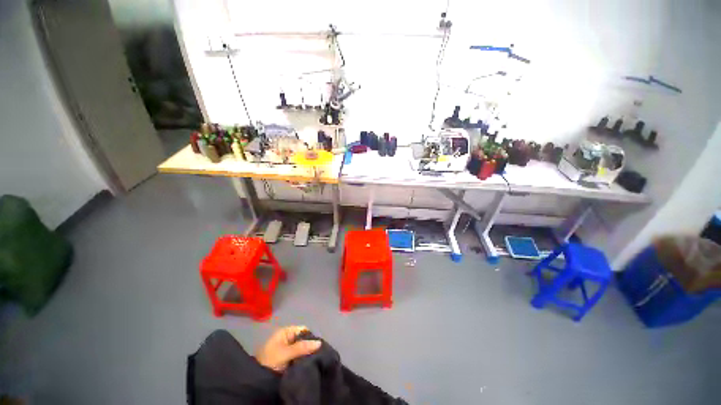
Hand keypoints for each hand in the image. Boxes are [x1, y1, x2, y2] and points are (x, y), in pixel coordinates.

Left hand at [256, 326, 321, 371]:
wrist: (256, 378)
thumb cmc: (270, 360)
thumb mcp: (286, 353)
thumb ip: (302, 347)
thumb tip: (319, 343)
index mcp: (286, 332)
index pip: (303, 330)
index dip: (311, 337)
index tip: (317, 347)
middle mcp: (287, 338)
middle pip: (303, 339)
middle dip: (309, 346)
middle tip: (316, 355)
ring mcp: (286, 349)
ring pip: (301, 349)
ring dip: (306, 354)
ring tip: (313, 360)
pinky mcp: (286, 359)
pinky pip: (298, 356)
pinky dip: (302, 360)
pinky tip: (307, 364)